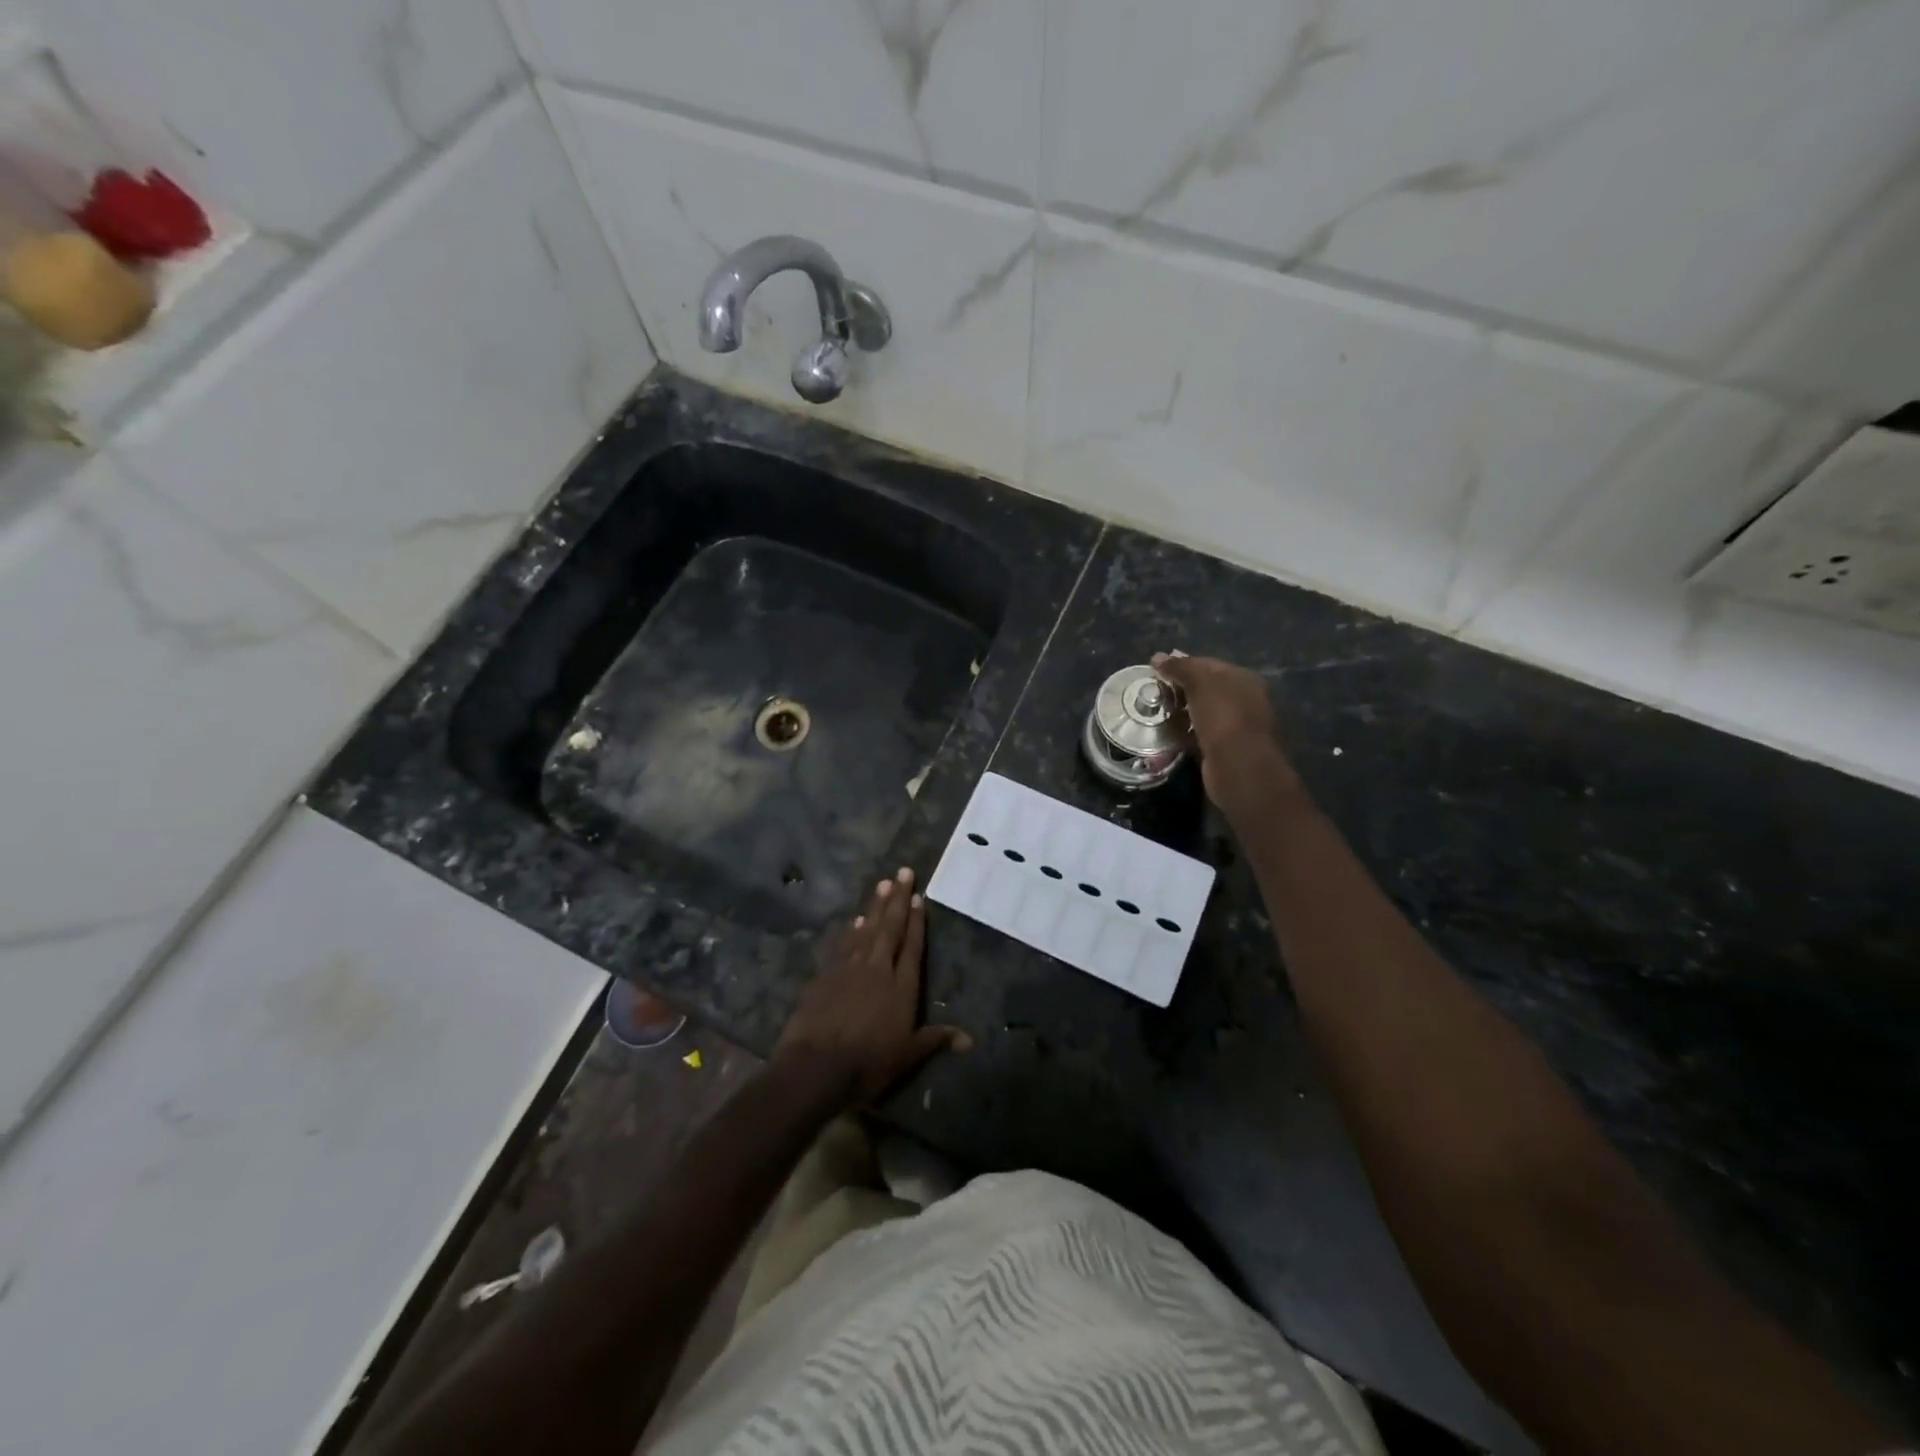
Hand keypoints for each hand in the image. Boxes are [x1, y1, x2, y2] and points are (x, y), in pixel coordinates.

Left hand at [775, 868, 968, 1104]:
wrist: (816, 1066)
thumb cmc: (868, 1063)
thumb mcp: (908, 1056)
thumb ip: (936, 1039)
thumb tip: (970, 1039)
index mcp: (902, 986)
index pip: (912, 946)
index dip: (917, 921)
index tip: (920, 896)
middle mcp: (878, 969)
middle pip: (890, 928)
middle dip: (898, 899)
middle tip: (903, 872)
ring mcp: (849, 968)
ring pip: (866, 929)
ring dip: (876, 906)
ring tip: (883, 883)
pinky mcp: (825, 975)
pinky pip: (843, 945)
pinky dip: (851, 930)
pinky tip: (855, 919)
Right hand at [1151, 652, 1301, 813]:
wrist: (1237, 765)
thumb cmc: (1222, 716)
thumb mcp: (1199, 683)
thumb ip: (1179, 668)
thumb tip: (1157, 657)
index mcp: (1242, 678)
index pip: (1208, 664)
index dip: (1182, 665)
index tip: (1157, 672)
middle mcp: (1243, 699)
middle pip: (1205, 689)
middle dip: (1179, 690)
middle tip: (1153, 694)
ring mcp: (1235, 726)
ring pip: (1201, 713)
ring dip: (1180, 713)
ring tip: (1155, 714)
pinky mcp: (1224, 748)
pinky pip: (1199, 735)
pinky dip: (1184, 734)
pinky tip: (1167, 735)